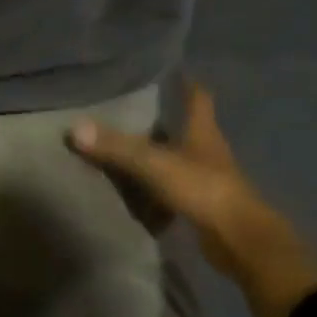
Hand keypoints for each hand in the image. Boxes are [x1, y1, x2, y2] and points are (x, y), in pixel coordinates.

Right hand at [67, 85, 260, 263]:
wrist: (243, 244)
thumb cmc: (204, 190)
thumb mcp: (155, 165)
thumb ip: (116, 147)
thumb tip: (74, 128)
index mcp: (203, 131)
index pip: (198, 98)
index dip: (187, 83)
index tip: (174, 71)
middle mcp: (207, 151)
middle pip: (185, 128)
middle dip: (161, 120)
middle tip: (128, 109)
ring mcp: (207, 181)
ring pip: (177, 160)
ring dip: (157, 156)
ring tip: (124, 148)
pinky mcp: (203, 208)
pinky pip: (173, 191)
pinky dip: (156, 190)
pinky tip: (134, 192)